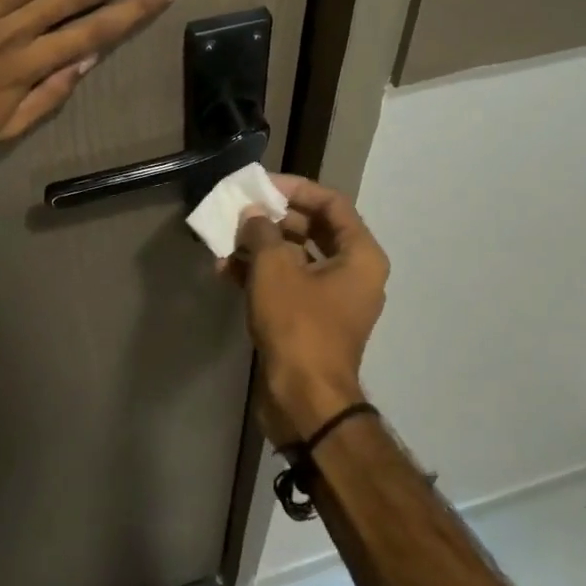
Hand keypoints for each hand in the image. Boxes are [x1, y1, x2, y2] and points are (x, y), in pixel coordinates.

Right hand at [229, 175, 388, 446]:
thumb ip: (262, 232)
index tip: (262, 185)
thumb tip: (252, 216)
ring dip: (260, 247)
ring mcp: (332, 299)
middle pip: (313, 229)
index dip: (296, 189)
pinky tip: (225, 270)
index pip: (332, 204)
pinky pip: (288, 285)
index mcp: (360, 256)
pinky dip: (260, 275)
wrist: (304, 400)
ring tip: (225, 241)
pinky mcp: (311, 321)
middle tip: (240, 212)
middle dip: (273, 219)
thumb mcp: (275, 269)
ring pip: (296, 258)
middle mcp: (353, 273)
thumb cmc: (298, 325)